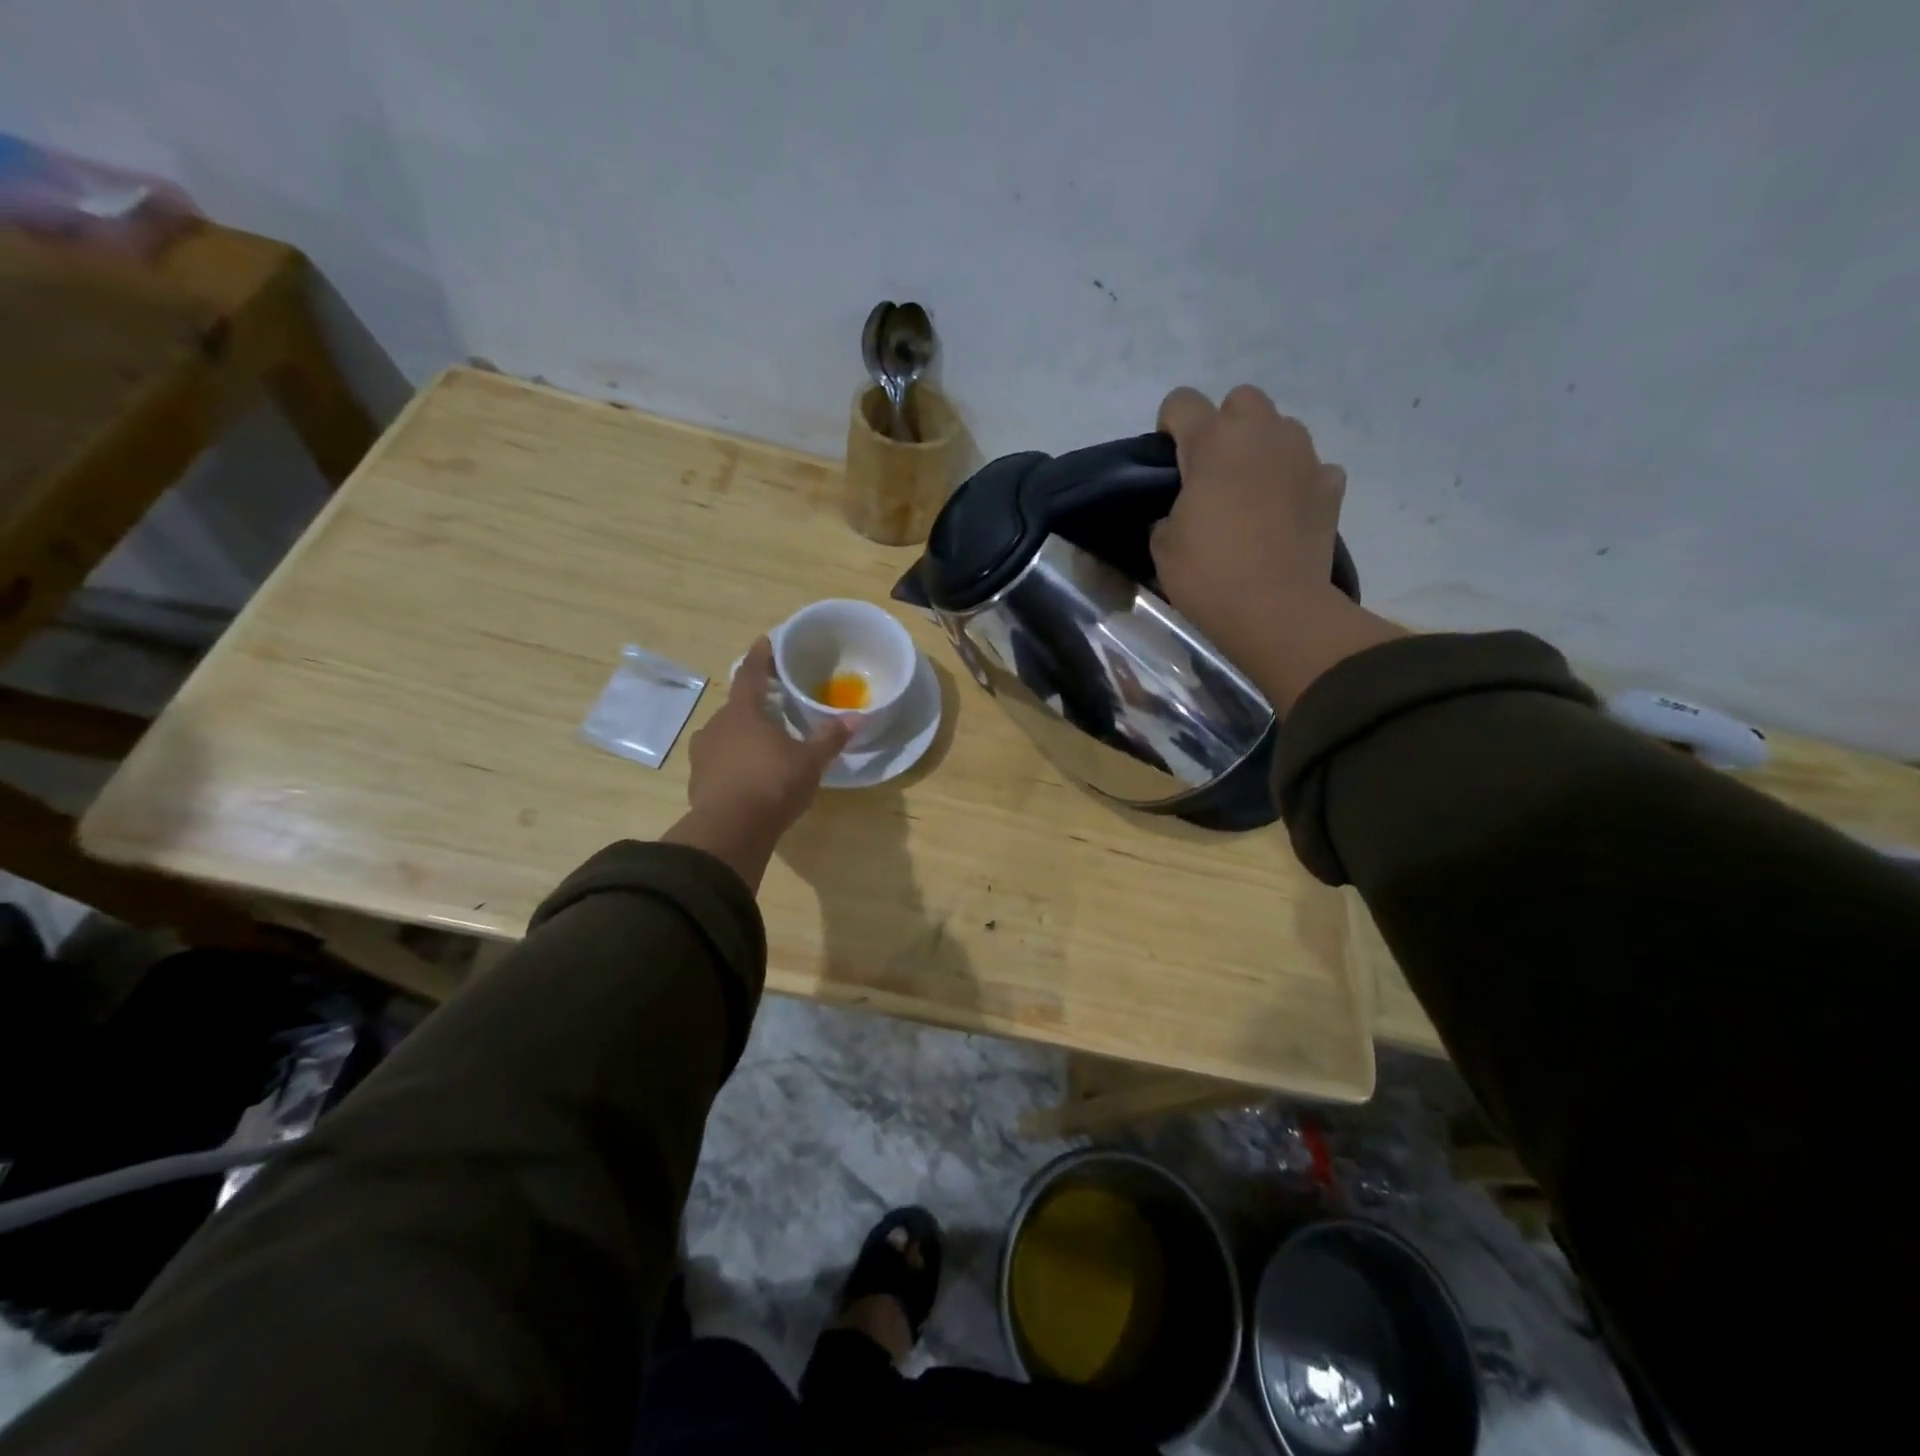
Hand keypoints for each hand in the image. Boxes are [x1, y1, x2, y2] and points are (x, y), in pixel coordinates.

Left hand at [662, 637, 849, 887]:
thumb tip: (856, 718)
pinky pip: (719, 763)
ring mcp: (703, 754)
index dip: (761, 656)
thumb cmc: (773, 784)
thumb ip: (830, 738)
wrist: (731, 830)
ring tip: (764, 744)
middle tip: (776, 705)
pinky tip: (749, 776)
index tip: (766, 641)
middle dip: (756, 704)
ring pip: (726, 735)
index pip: (751, 673)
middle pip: (737, 707)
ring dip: (743, 735)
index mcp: (743, 712)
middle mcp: (717, 726)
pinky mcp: (698, 781)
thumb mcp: (810, 761)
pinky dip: (734, 763)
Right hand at [1151, 385, 1402, 711]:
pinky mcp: (1331, 485)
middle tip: (1214, 472)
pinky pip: (1311, 468)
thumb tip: (1187, 508)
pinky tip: (1285, 515)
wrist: (1275, 610)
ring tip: (1252, 493)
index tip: (1168, 461)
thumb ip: (1171, 509)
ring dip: (1263, 450)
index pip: (1182, 402)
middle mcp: (1262, 433)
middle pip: (1241, 400)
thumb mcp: (1163, 544)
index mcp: (1213, 441)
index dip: (1169, 426)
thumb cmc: (1208, 574)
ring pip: (1280, 429)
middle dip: (1225, 426)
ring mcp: (1304, 456)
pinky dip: (1297, 483)